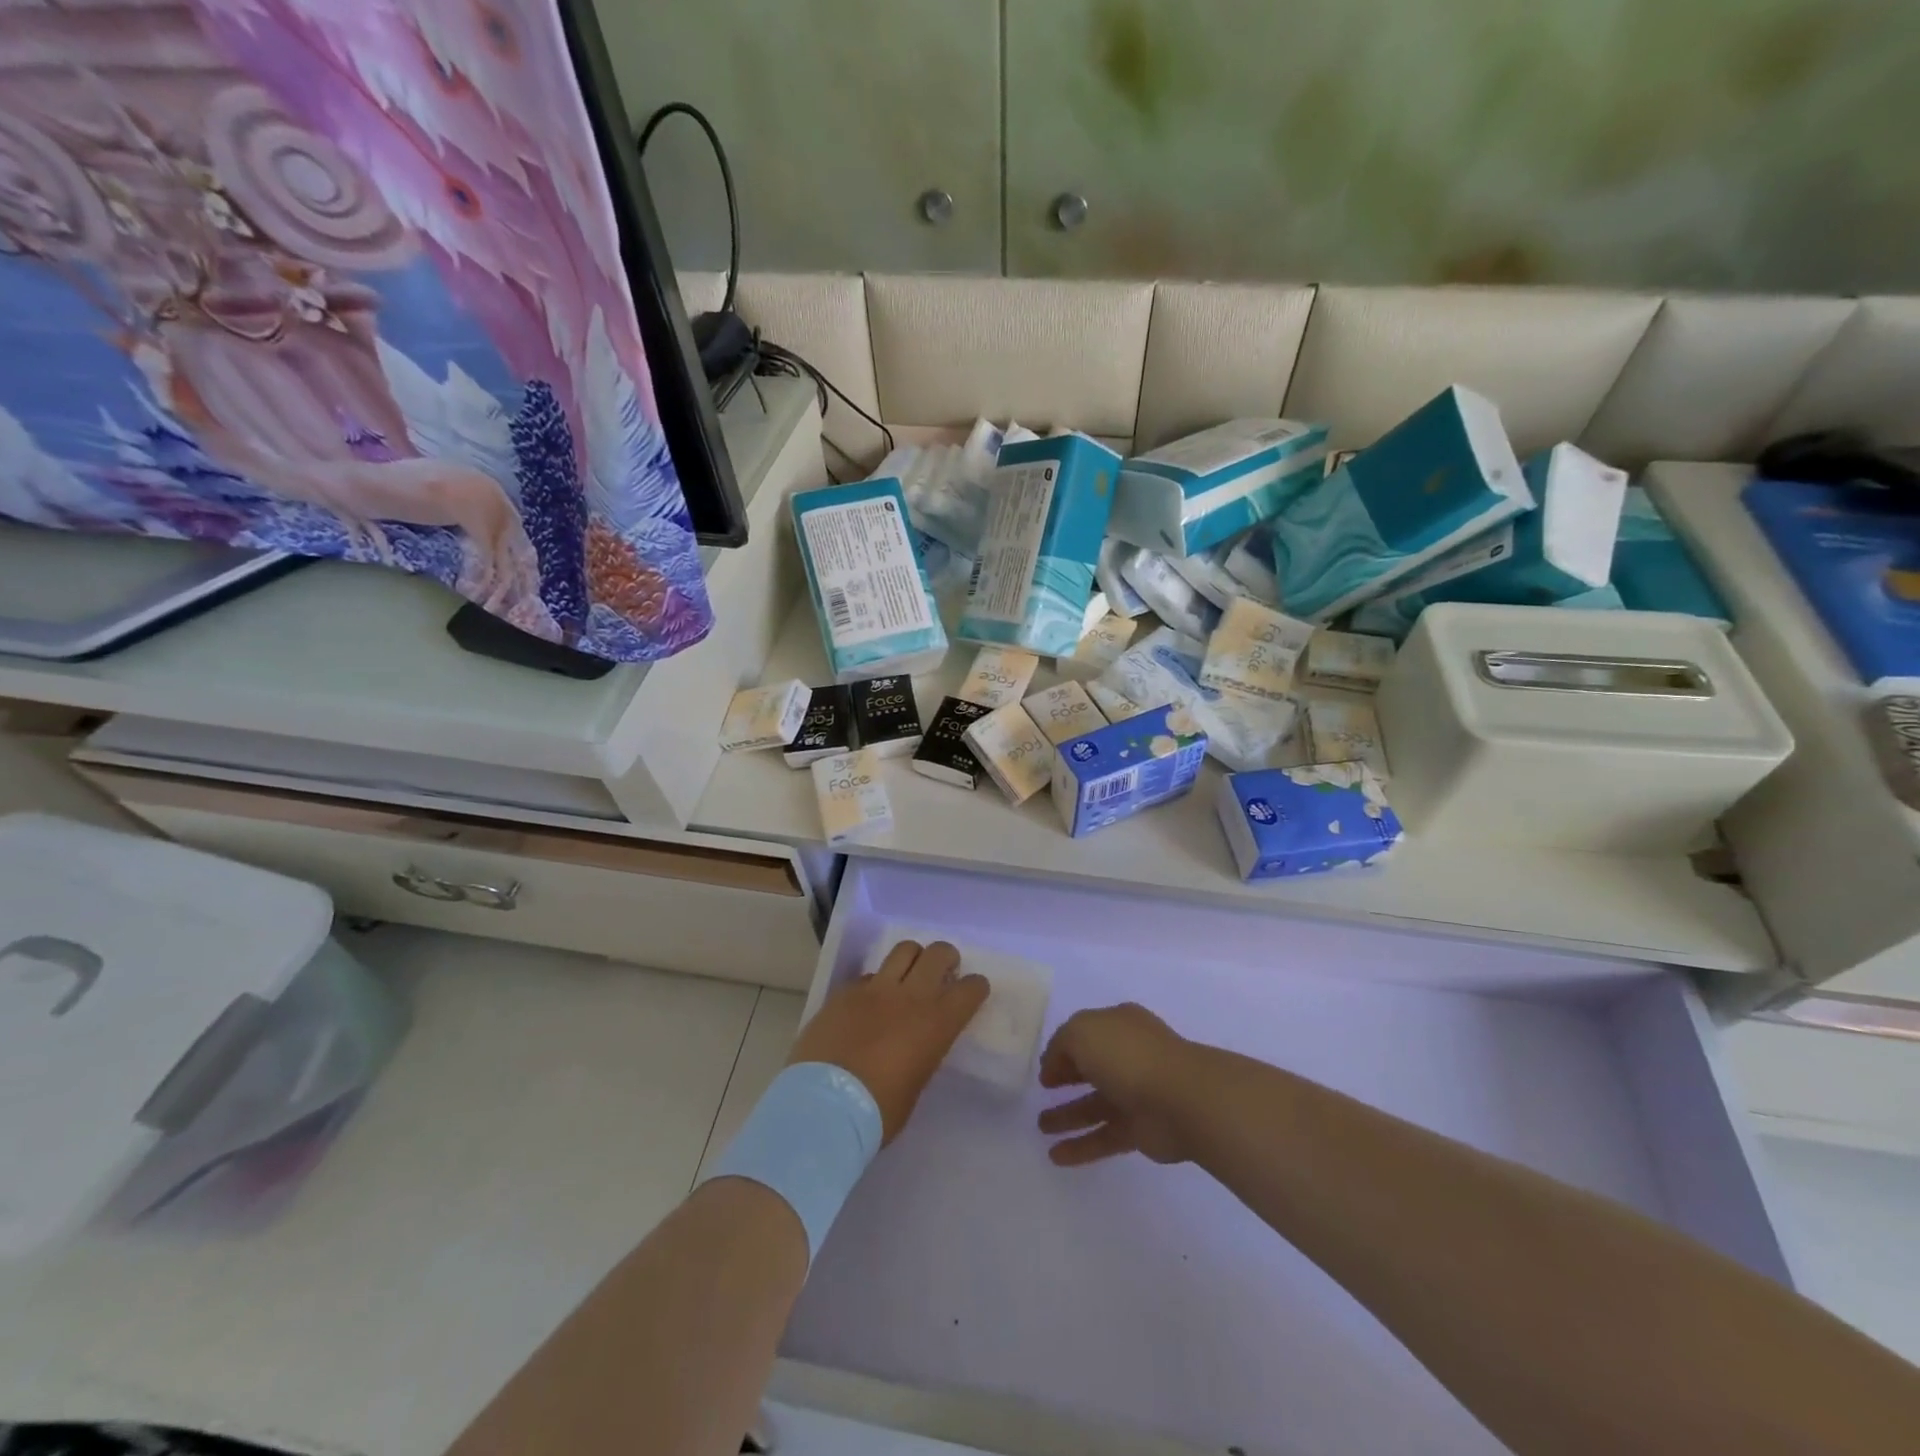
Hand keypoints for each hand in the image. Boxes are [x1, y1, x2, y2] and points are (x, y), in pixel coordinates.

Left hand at [788, 940, 988, 1143]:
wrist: (825, 1106)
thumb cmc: (878, 1111)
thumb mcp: (916, 1084)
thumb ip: (922, 1053)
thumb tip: (916, 1044)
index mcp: (937, 1024)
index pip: (970, 989)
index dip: (975, 987)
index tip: (972, 991)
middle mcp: (911, 996)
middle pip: (938, 953)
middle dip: (946, 958)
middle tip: (943, 971)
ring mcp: (875, 989)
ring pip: (904, 950)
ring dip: (913, 959)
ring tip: (908, 975)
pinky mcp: (844, 991)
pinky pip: (868, 976)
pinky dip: (875, 984)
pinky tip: (868, 1003)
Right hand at [1038, 1003, 1198, 1165]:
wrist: (1181, 1099)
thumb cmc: (1129, 1055)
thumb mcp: (1081, 1032)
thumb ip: (1061, 1045)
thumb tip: (1053, 1066)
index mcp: (1118, 1025)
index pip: (1084, 1034)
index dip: (1062, 1050)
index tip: (1043, 1069)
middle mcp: (1127, 1056)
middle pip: (1090, 1068)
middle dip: (1065, 1079)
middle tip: (1040, 1094)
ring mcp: (1135, 1094)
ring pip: (1094, 1105)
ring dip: (1067, 1116)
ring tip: (1041, 1128)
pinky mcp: (1140, 1130)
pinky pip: (1104, 1136)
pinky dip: (1081, 1146)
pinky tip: (1056, 1156)